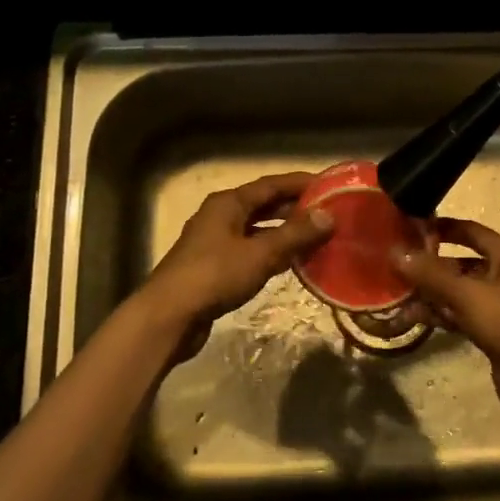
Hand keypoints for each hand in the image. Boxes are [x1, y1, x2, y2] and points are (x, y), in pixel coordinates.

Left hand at [141, 173, 333, 339]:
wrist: (170, 317)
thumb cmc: (215, 276)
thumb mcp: (261, 253)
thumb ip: (295, 234)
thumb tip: (328, 215)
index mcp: (228, 204)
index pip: (271, 185)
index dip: (300, 183)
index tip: (329, 185)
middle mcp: (220, 216)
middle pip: (263, 205)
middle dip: (294, 208)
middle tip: (328, 212)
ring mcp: (215, 243)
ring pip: (257, 230)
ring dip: (284, 232)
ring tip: (316, 237)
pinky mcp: (214, 268)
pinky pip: (250, 251)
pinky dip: (271, 253)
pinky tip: (290, 263)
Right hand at [394, 218, 499, 412]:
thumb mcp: (466, 293)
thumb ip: (430, 273)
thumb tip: (395, 253)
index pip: (471, 231)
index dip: (441, 228)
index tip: (410, 228)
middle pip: (462, 262)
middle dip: (430, 266)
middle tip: (397, 265)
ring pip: (459, 291)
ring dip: (431, 293)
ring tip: (398, 294)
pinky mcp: (492, 330)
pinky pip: (461, 314)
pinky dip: (440, 313)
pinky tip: (412, 316)